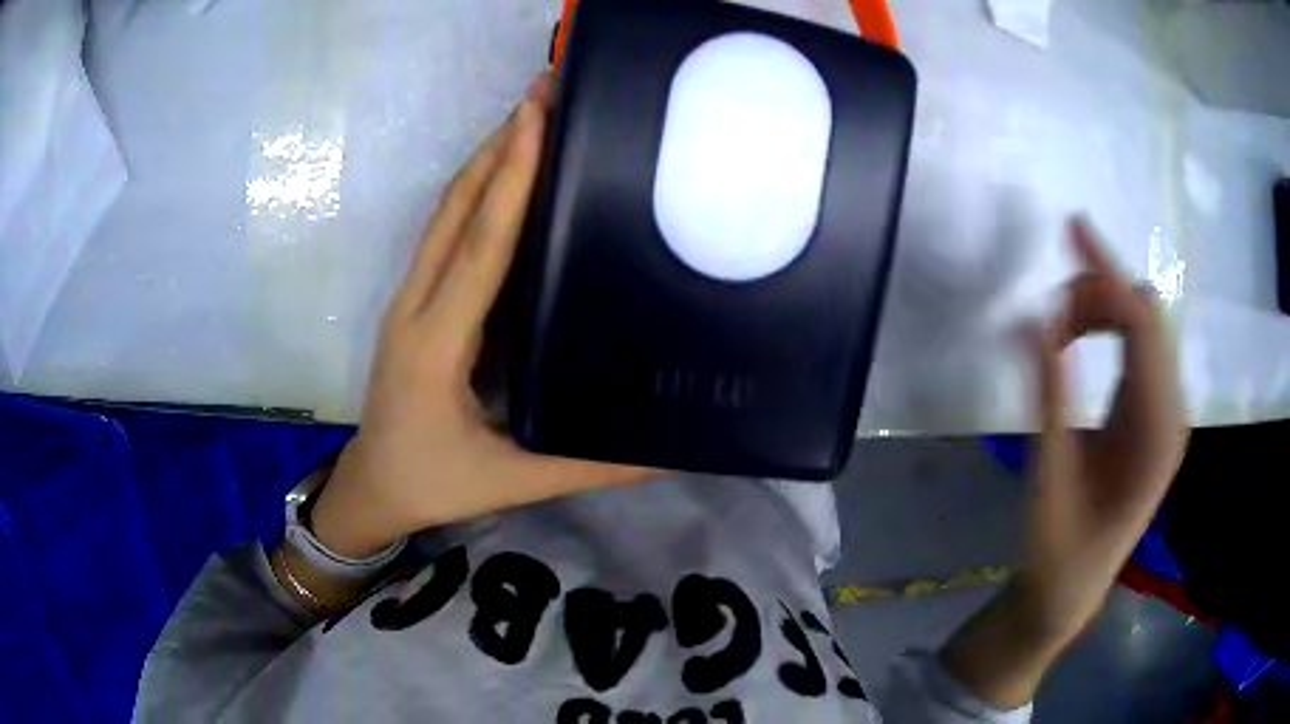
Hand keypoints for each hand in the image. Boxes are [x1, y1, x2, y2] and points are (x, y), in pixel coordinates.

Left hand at [308, 74, 645, 559]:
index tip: (536, 118)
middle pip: (455, 208)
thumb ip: (585, 466)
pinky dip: (473, 191)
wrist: (371, 488)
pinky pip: (443, 232)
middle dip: (499, 144)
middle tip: (542, 92)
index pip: (479, 245)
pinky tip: (503, 173)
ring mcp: (408, 298)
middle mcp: (415, 304)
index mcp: (436, 343)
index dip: (511, 180)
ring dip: (484, 159)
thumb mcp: (509, 481)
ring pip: (444, 212)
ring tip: (529, 115)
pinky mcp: (412, 301)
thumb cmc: (432, 483)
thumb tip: (661, 451)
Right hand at [943, 218, 1187, 707]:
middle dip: (1100, 294)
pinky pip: (1138, 346)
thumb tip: (1031, 320)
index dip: (1108, 271)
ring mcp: (1166, 411)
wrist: (1073, 587)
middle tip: (1049, 320)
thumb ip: (1048, 397)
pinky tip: (1079, 343)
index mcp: (1158, 431)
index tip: (1071, 227)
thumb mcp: (1049, 477)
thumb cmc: (1059, 548)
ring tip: (1058, 337)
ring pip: (1143, 325)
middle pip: (1147, 315)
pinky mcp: (1153, 412)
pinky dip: (1107, 328)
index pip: (1143, 325)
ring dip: (1101, 311)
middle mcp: (1173, 411)